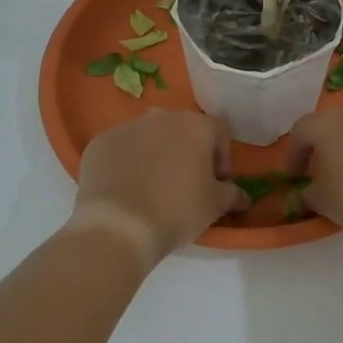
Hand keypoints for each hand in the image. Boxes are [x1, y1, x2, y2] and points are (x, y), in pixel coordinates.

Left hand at [74, 109, 243, 263]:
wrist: (119, 225)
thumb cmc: (177, 210)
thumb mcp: (214, 206)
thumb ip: (232, 194)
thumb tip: (241, 195)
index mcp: (195, 125)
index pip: (219, 131)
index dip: (222, 156)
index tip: (217, 181)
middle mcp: (162, 116)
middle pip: (183, 128)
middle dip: (188, 151)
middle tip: (187, 182)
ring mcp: (127, 126)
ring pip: (150, 135)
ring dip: (157, 153)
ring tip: (154, 186)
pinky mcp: (100, 142)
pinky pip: (121, 147)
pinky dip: (127, 161)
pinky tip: (126, 188)